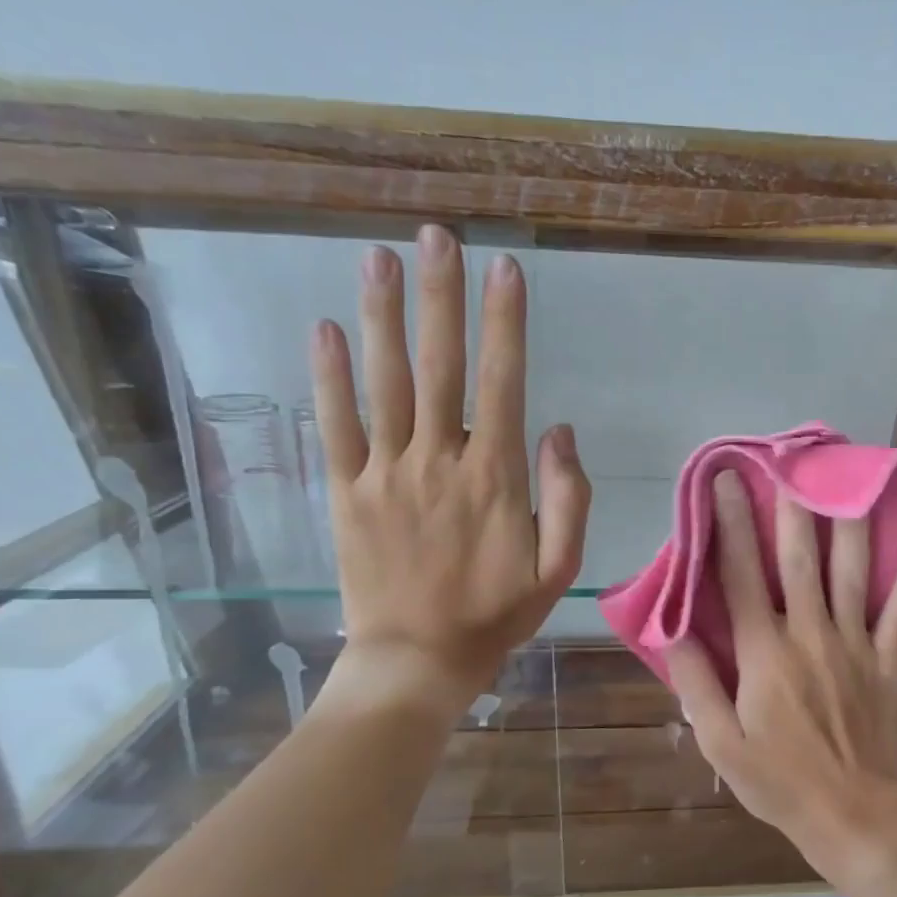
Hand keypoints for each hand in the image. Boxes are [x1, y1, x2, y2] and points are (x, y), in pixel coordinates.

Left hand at [309, 225, 590, 709]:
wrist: (417, 660)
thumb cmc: (496, 615)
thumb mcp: (559, 569)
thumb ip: (568, 498)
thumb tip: (558, 431)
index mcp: (495, 477)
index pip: (503, 381)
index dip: (505, 322)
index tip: (505, 269)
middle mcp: (438, 460)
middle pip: (439, 364)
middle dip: (441, 295)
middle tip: (437, 236)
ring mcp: (386, 472)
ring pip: (384, 381)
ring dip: (382, 315)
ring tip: (379, 257)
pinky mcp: (346, 491)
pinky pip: (336, 425)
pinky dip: (330, 376)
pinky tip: (327, 329)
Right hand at [667, 470, 896, 880]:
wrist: (854, 815)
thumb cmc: (779, 782)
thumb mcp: (720, 743)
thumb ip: (695, 683)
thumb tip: (673, 631)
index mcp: (763, 653)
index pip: (740, 577)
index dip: (730, 526)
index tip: (725, 483)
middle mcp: (809, 634)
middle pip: (798, 560)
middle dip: (789, 507)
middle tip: (790, 462)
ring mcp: (854, 644)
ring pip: (850, 572)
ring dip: (848, 522)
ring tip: (850, 478)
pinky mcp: (887, 660)